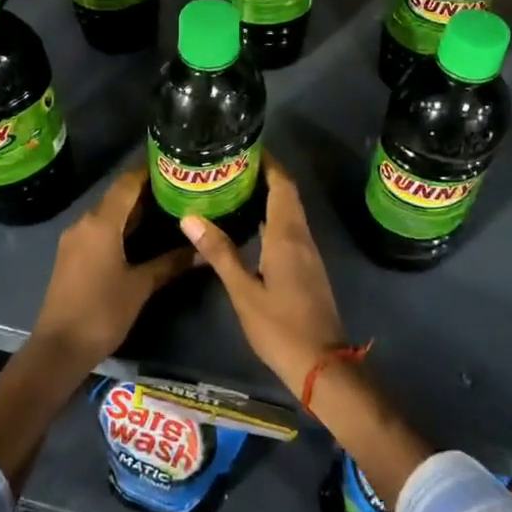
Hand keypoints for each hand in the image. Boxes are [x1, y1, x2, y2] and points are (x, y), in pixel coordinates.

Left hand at [31, 168, 192, 369]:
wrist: (59, 347)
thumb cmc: (102, 312)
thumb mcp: (141, 286)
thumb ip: (171, 263)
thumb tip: (203, 250)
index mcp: (101, 223)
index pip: (127, 183)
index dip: (148, 170)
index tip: (173, 162)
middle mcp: (85, 222)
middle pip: (117, 195)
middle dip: (146, 189)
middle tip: (179, 186)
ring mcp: (75, 239)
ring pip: (108, 212)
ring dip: (134, 208)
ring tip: (168, 205)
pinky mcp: (73, 254)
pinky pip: (100, 228)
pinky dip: (121, 224)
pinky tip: (143, 232)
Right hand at [179, 156, 345, 397]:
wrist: (321, 364)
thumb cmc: (280, 327)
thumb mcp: (243, 291)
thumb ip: (219, 252)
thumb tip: (190, 217)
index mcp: (287, 236)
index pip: (282, 185)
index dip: (268, 162)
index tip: (244, 146)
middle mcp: (301, 237)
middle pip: (287, 194)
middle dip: (265, 174)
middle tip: (232, 165)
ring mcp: (308, 253)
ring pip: (290, 212)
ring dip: (269, 195)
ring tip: (236, 187)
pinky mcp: (307, 268)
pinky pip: (290, 229)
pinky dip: (273, 216)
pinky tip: (251, 225)